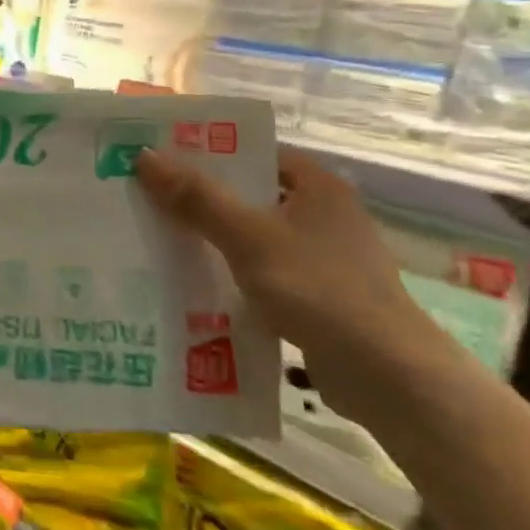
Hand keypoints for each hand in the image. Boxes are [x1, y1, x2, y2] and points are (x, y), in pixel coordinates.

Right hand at [135, 145, 455, 424]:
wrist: (386, 374)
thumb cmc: (317, 287)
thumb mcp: (247, 237)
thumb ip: (196, 198)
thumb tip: (144, 156)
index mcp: (318, 186)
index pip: (256, 154)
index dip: (209, 155)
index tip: (162, 161)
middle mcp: (327, 214)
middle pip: (252, 196)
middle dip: (204, 200)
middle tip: (149, 200)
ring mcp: (327, 258)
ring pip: (256, 237)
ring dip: (217, 241)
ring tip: (162, 241)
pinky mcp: (322, 297)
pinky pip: (266, 274)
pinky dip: (236, 276)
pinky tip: (198, 286)